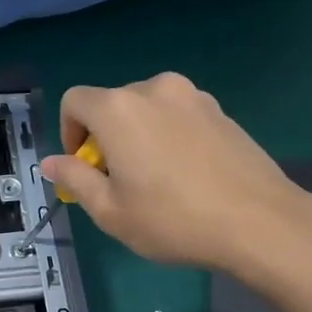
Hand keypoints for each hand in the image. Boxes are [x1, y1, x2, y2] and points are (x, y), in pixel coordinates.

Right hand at [41, 73, 311, 272]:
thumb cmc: (173, 220)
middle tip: (120, 181)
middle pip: (112, 104)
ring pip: (148, 109)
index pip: (74, 101)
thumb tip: (52, 161)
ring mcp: (193, 96)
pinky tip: (188, 174)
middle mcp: (154, 89)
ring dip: (139, 135)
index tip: (85, 168)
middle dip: (106, 137)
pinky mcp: (221, 111)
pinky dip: (170, 136)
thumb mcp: (110, 211)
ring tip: (157, 179)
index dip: (69, 133)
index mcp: (119, 109)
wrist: (259, 222)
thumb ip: (75, 179)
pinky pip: (178, 116)